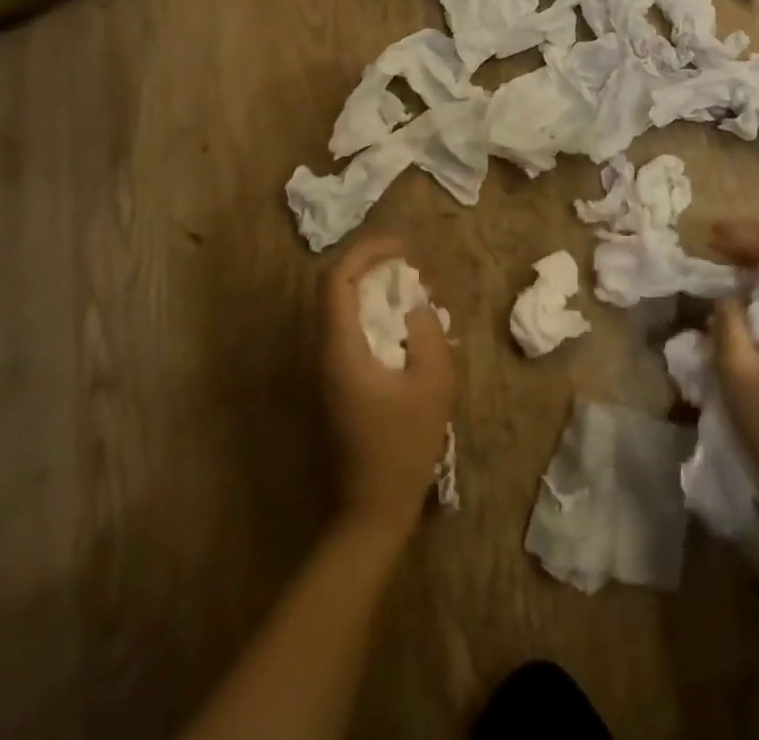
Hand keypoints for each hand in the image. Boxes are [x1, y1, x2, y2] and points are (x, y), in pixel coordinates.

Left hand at [319, 235, 456, 542]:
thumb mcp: (433, 384)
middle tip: (411, 269)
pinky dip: (376, 318)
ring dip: (375, 294)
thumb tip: (416, 307)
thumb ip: (428, 334)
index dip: (366, 253)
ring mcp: (328, 371)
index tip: (401, 248)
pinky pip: (351, 334)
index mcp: (340, 350)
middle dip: (373, 269)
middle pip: (336, 291)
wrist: (372, 509)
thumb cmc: (403, 446)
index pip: (336, 281)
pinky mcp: (337, 385)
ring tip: (415, 293)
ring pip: (343, 312)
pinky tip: (408, 329)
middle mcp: (325, 354)